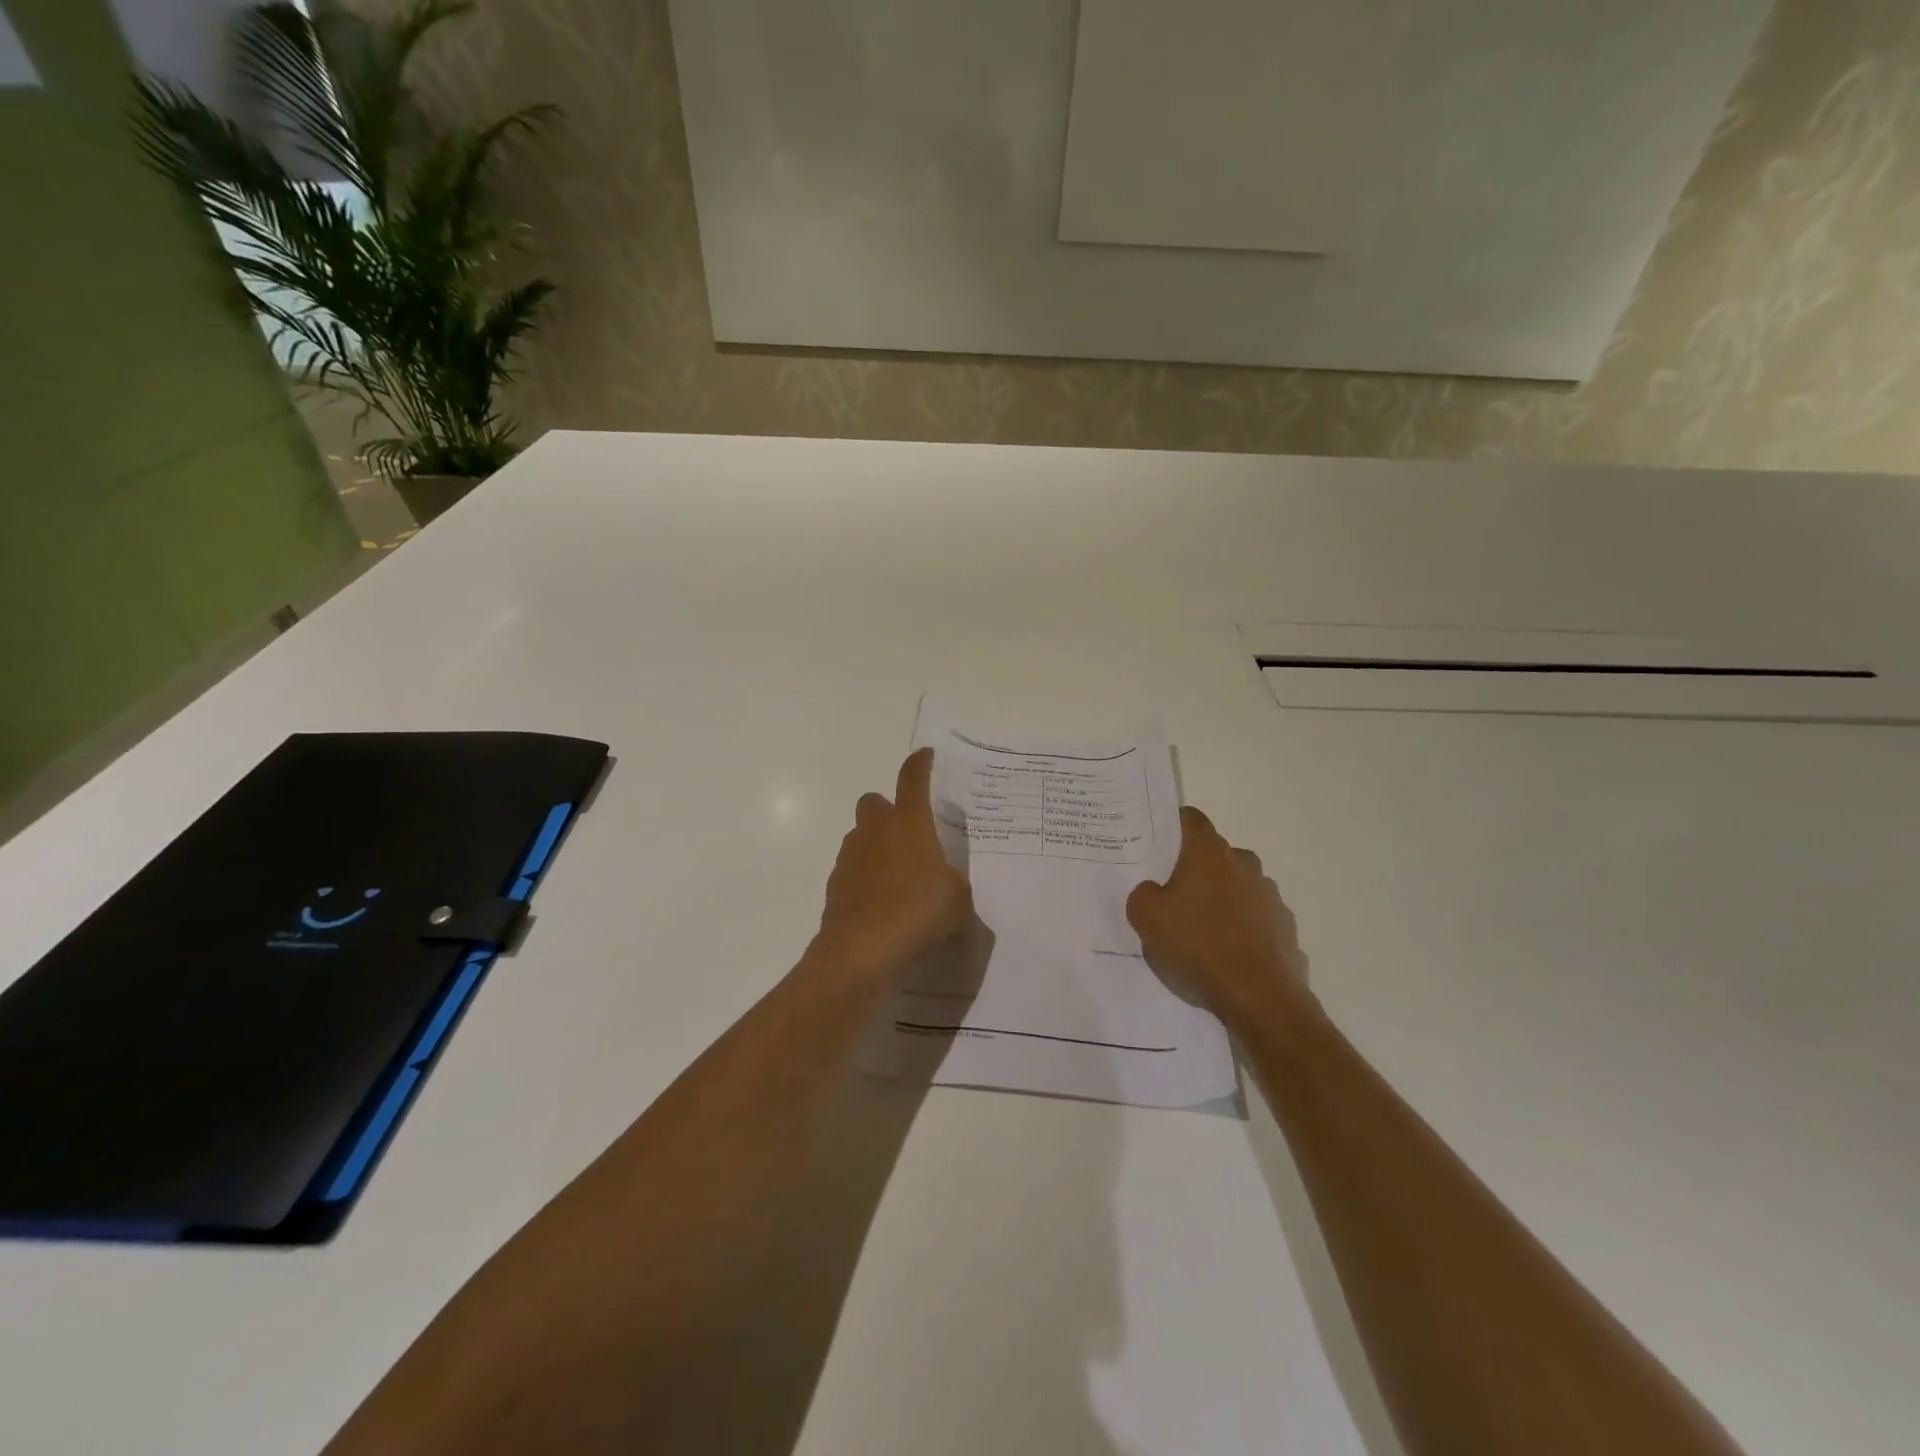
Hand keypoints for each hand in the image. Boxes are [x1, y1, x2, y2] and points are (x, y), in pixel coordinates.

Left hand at [813, 748, 973, 981]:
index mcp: (909, 824)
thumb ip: (955, 883)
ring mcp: (850, 856)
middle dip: (888, 811)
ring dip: (876, 845)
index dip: (920, 764)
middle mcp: (875, 831)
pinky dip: (865, 876)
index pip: (912, 779)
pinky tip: (882, 901)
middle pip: (874, 802)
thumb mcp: (957, 900)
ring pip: (860, 835)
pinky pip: (852, 868)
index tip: (926, 756)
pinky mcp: (836, 883)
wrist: (861, 948)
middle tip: (910, 834)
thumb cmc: (917, 912)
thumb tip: (949, 883)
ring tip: (899, 875)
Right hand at [1126, 806, 1309, 1026]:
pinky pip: (1255, 917)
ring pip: (1236, 886)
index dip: (1172, 825)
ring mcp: (1270, 895)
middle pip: (1213, 854)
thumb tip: (1154, 890)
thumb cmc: (1197, 946)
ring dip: (1220, 899)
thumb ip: (1142, 894)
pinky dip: (1241, 927)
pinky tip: (1226, 954)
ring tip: (1200, 932)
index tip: (1157, 842)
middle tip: (1171, 894)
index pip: (1190, 819)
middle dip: (1194, 869)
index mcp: (1209, 852)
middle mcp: (1244, 863)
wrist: (1259, 997)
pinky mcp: (1285, 926)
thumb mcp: (1146, 918)